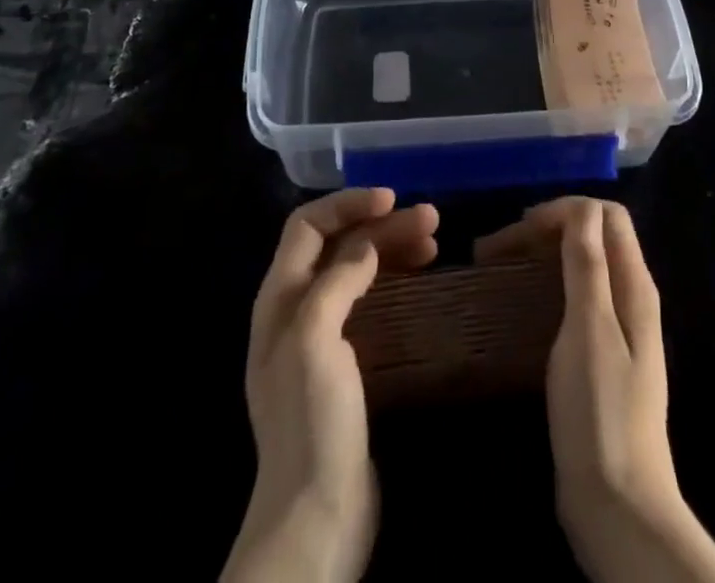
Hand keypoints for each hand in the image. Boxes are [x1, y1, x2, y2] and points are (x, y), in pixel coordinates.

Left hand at [223, 188, 438, 582]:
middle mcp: (296, 309)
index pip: (308, 226)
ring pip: (356, 269)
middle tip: (432, 218)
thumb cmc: (312, 421)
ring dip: (391, 247)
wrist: (316, 516)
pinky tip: (420, 278)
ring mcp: (320, 336)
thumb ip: (336, 281)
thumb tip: (366, 244)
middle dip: (381, 224)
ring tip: (435, 240)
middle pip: (338, 245)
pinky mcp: (346, 362)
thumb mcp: (315, 339)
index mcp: (279, 298)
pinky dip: (394, 279)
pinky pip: (369, 300)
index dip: (348, 204)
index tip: (393, 198)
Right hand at [477, 199, 714, 582]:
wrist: (620, 507)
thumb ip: (587, 265)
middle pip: (592, 235)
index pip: (605, 215)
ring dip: (542, 254)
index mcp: (634, 285)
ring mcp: (618, 328)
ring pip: (581, 265)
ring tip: (498, 267)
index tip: (520, 229)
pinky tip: (518, 303)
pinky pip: (574, 297)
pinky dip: (545, 284)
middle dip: (547, 228)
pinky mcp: (600, 355)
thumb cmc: (600, 413)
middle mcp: (630, 297)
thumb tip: (580, 208)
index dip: (564, 210)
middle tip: (497, 247)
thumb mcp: (589, 329)